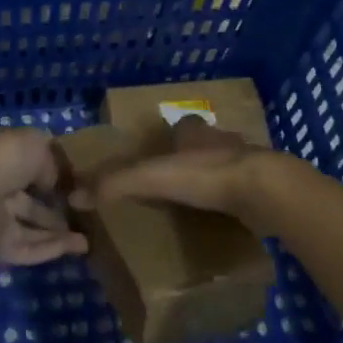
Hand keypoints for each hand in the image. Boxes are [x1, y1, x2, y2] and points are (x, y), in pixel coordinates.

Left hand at [0, 127, 88, 265]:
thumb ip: (51, 164)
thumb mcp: (34, 146)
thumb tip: (54, 183)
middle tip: (85, 217)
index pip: (32, 167)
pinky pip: (26, 248)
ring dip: (59, 234)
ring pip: (31, 227)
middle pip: (32, 202)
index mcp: (5, 157)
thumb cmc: (1, 160)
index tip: (81, 186)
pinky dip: (51, 249)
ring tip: (88, 239)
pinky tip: (77, 248)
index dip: (55, 176)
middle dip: (57, 209)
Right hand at [73, 117, 274, 230]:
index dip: (173, 135)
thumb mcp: (151, 178)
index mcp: (196, 133)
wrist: (264, 191)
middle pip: (206, 143)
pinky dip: (236, 201)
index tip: (161, 151)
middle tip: (178, 181)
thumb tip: (76, 195)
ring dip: (217, 178)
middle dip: (194, 156)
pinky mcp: (266, 188)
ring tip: (200, 202)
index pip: (183, 125)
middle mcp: (223, 141)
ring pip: (229, 165)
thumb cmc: (205, 175)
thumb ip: (116, 184)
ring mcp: (249, 163)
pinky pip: (246, 191)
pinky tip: (226, 218)